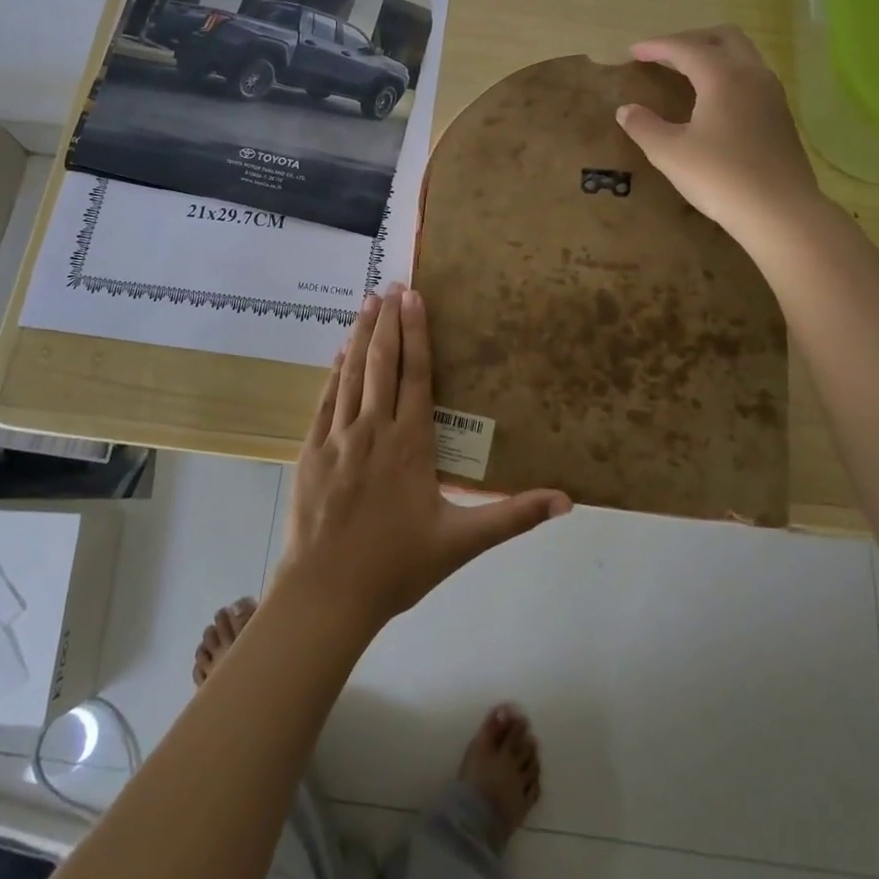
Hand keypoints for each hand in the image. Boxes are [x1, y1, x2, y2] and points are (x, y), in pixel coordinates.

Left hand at [273, 284, 571, 630]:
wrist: (327, 592)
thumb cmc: (397, 566)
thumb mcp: (461, 542)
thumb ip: (512, 516)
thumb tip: (567, 500)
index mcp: (410, 443)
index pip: (416, 375)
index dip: (417, 333)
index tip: (414, 297)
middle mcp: (373, 429)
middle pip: (382, 364)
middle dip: (388, 322)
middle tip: (391, 286)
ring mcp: (338, 437)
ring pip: (351, 375)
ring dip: (361, 336)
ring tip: (367, 303)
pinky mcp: (312, 450)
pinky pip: (325, 400)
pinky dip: (333, 372)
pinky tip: (339, 353)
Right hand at [616, 24, 824, 241]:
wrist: (780, 212)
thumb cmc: (720, 177)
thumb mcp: (670, 153)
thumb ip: (644, 127)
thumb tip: (626, 110)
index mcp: (723, 77)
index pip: (686, 48)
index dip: (657, 46)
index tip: (633, 50)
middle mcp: (752, 75)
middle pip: (723, 37)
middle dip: (690, 40)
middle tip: (663, 55)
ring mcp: (772, 95)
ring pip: (742, 55)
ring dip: (712, 54)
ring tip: (686, 72)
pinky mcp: (781, 116)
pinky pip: (751, 77)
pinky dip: (727, 74)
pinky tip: (713, 99)